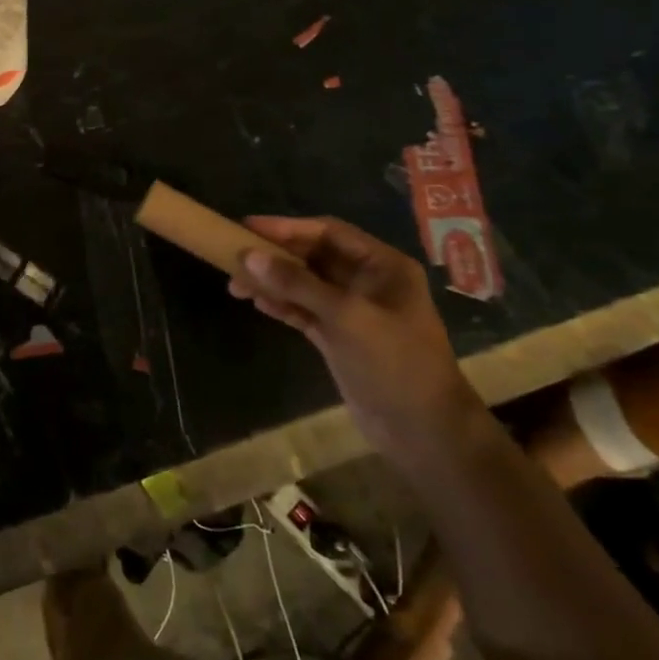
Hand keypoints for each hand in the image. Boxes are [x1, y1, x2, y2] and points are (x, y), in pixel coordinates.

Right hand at [227, 217, 482, 455]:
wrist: (424, 432)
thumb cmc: (395, 363)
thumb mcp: (347, 317)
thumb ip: (297, 284)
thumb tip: (249, 256)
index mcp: (382, 266)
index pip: (328, 232)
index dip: (287, 228)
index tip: (247, 227)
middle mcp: (367, 282)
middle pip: (313, 256)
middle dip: (274, 257)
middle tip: (234, 258)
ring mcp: (352, 311)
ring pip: (304, 285)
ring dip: (272, 282)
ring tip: (236, 285)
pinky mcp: (339, 337)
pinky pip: (304, 310)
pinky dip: (281, 305)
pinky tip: (257, 303)